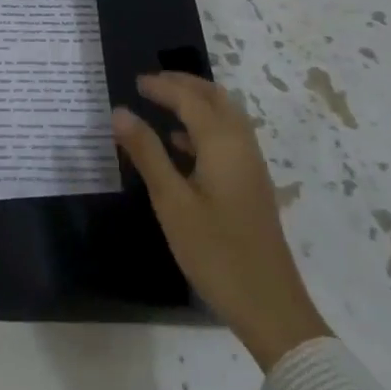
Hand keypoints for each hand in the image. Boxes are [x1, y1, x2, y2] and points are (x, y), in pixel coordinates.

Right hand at [112, 73, 331, 370]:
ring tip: (162, 105)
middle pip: (216, 99)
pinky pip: (228, 139)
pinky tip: (181, 146)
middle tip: (152, 83)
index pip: (190, 99)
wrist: (270, 307)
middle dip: (185, 85)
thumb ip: (147, 153)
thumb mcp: (172, 202)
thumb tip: (120, 112)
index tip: (135, 81)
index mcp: (223, 144)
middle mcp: (242, 147)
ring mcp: (251, 168)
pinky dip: (204, 127)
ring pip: (226, 118)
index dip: (163, 86)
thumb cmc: (216, 252)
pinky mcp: (251, 187)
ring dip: (196, 103)